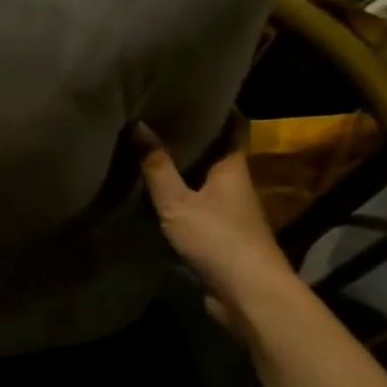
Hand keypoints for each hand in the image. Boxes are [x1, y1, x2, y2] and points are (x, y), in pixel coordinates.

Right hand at [131, 122, 291, 312]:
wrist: (248, 294)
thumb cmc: (218, 239)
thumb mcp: (178, 202)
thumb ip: (157, 168)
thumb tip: (138, 125)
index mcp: (232, 166)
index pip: (231, 125)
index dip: (215, 107)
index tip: (189, 91)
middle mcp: (234, 183)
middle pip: (215, 151)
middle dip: (191, 136)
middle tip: (157, 117)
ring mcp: (230, 211)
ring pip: (204, 179)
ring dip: (183, 167)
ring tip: (149, 149)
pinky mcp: (220, 234)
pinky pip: (197, 204)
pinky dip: (179, 195)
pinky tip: (155, 193)